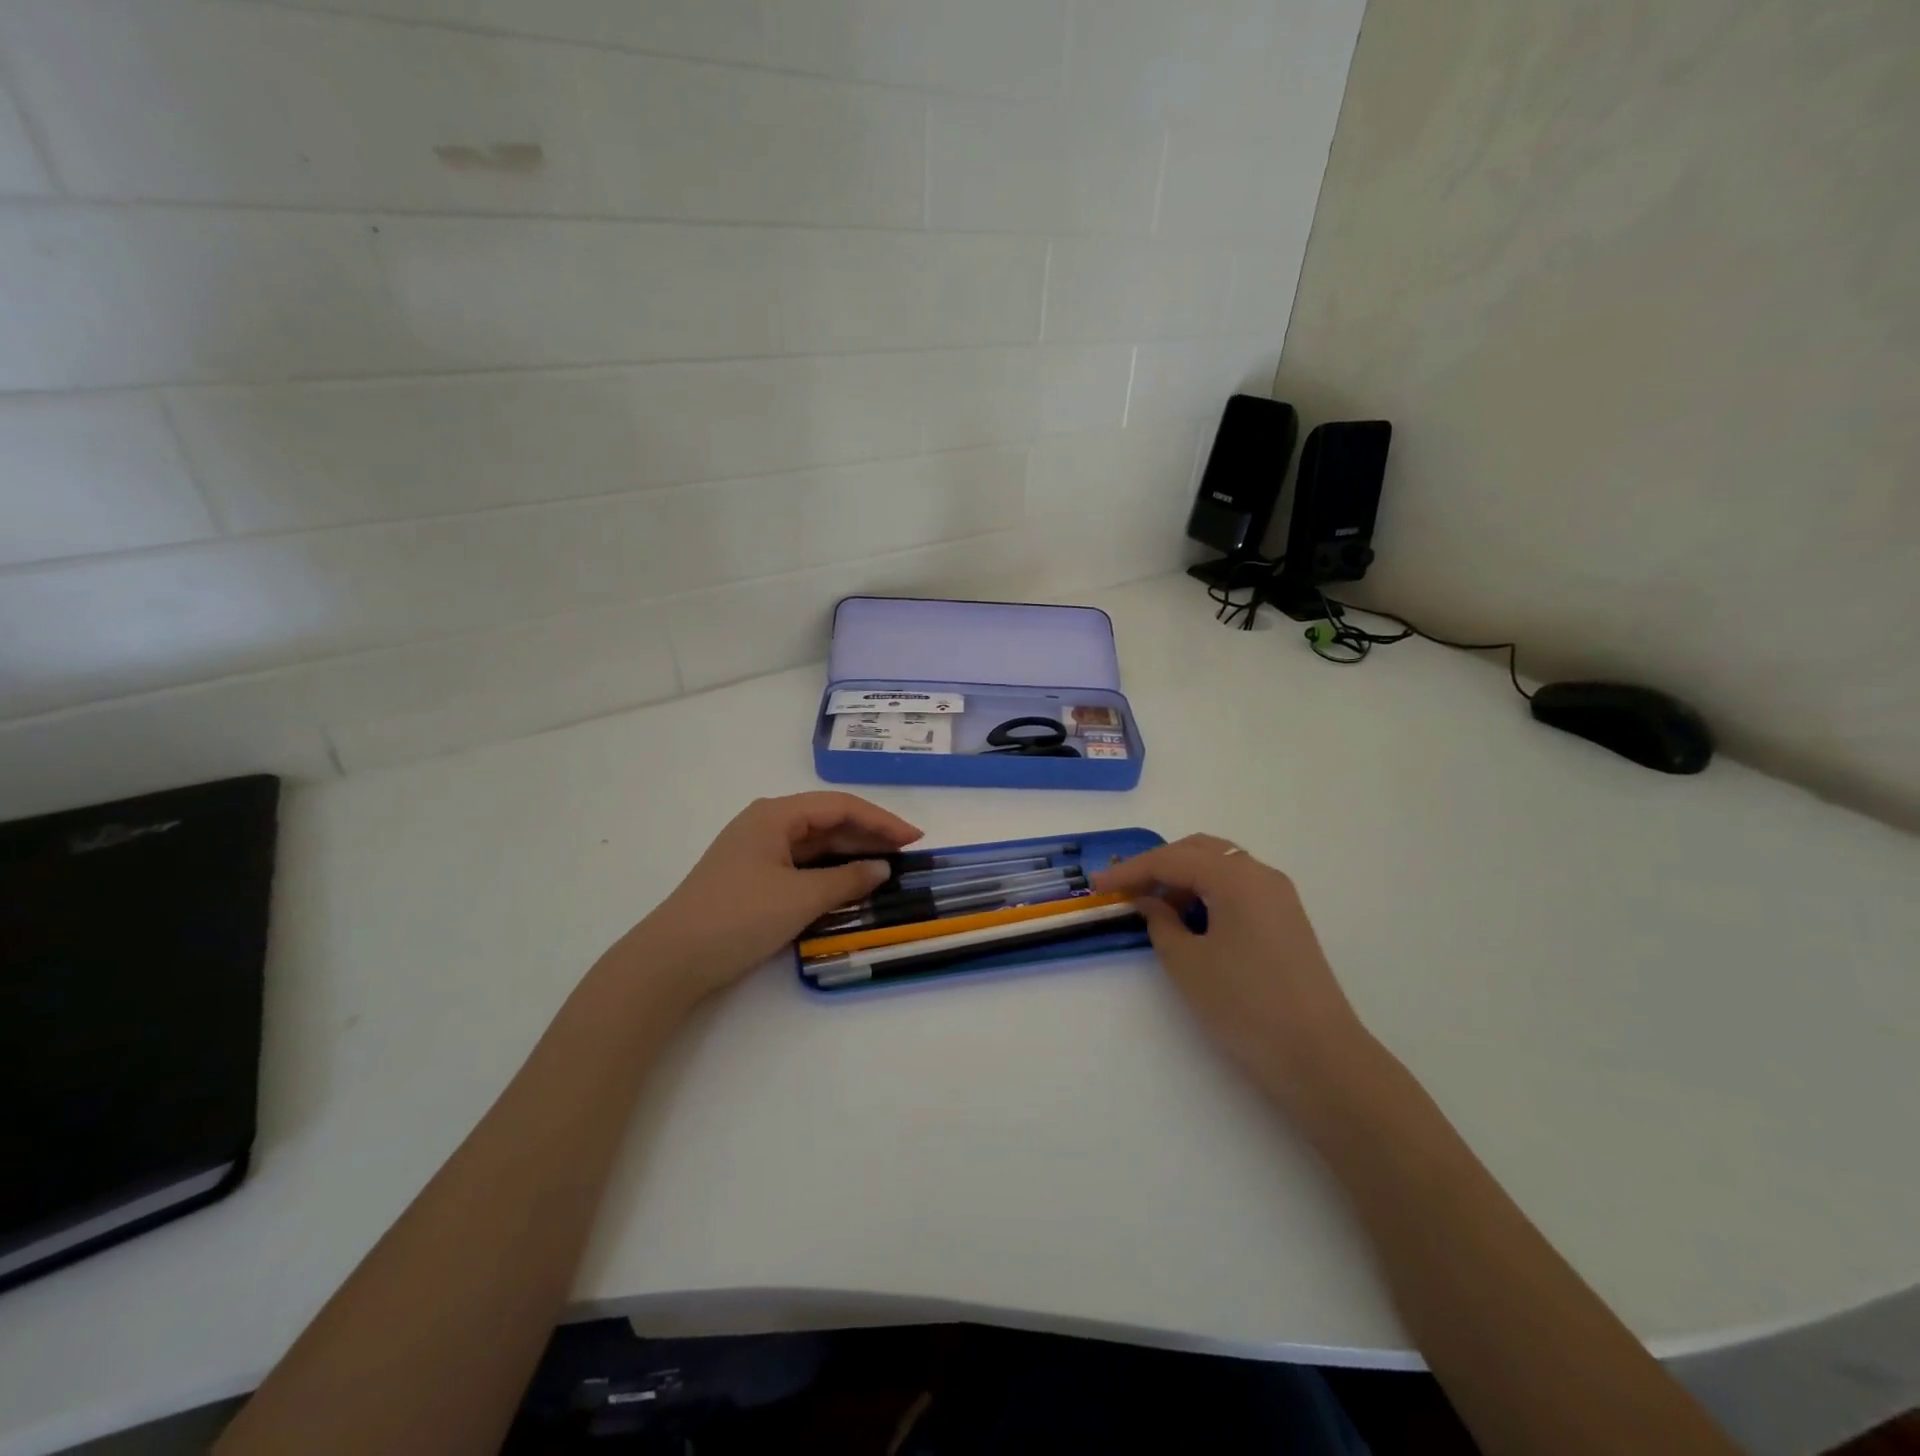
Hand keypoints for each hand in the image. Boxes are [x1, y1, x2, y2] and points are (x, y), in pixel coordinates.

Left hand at [611, 793, 920, 1003]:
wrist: (672, 960)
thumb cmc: (738, 917)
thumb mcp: (800, 898)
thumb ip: (847, 880)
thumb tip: (882, 869)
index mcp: (775, 815)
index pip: (839, 807)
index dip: (881, 820)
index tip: (914, 838)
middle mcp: (766, 824)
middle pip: (828, 821)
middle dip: (869, 835)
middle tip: (908, 853)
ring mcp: (757, 851)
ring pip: (815, 844)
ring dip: (851, 853)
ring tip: (888, 866)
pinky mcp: (753, 877)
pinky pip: (801, 865)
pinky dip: (829, 871)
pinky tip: (850, 883)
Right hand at [1093, 835, 1375, 1117]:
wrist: (1319, 1058)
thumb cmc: (1244, 1006)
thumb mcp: (1187, 963)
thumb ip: (1160, 922)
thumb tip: (1150, 902)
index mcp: (1235, 877)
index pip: (1170, 860)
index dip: (1129, 870)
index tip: (1096, 884)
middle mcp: (1261, 875)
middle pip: (1198, 851)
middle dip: (1158, 865)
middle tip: (1124, 888)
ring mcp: (1279, 896)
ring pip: (1221, 867)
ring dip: (1183, 877)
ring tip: (1153, 906)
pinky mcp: (1286, 920)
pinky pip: (1238, 888)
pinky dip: (1207, 892)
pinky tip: (1190, 919)